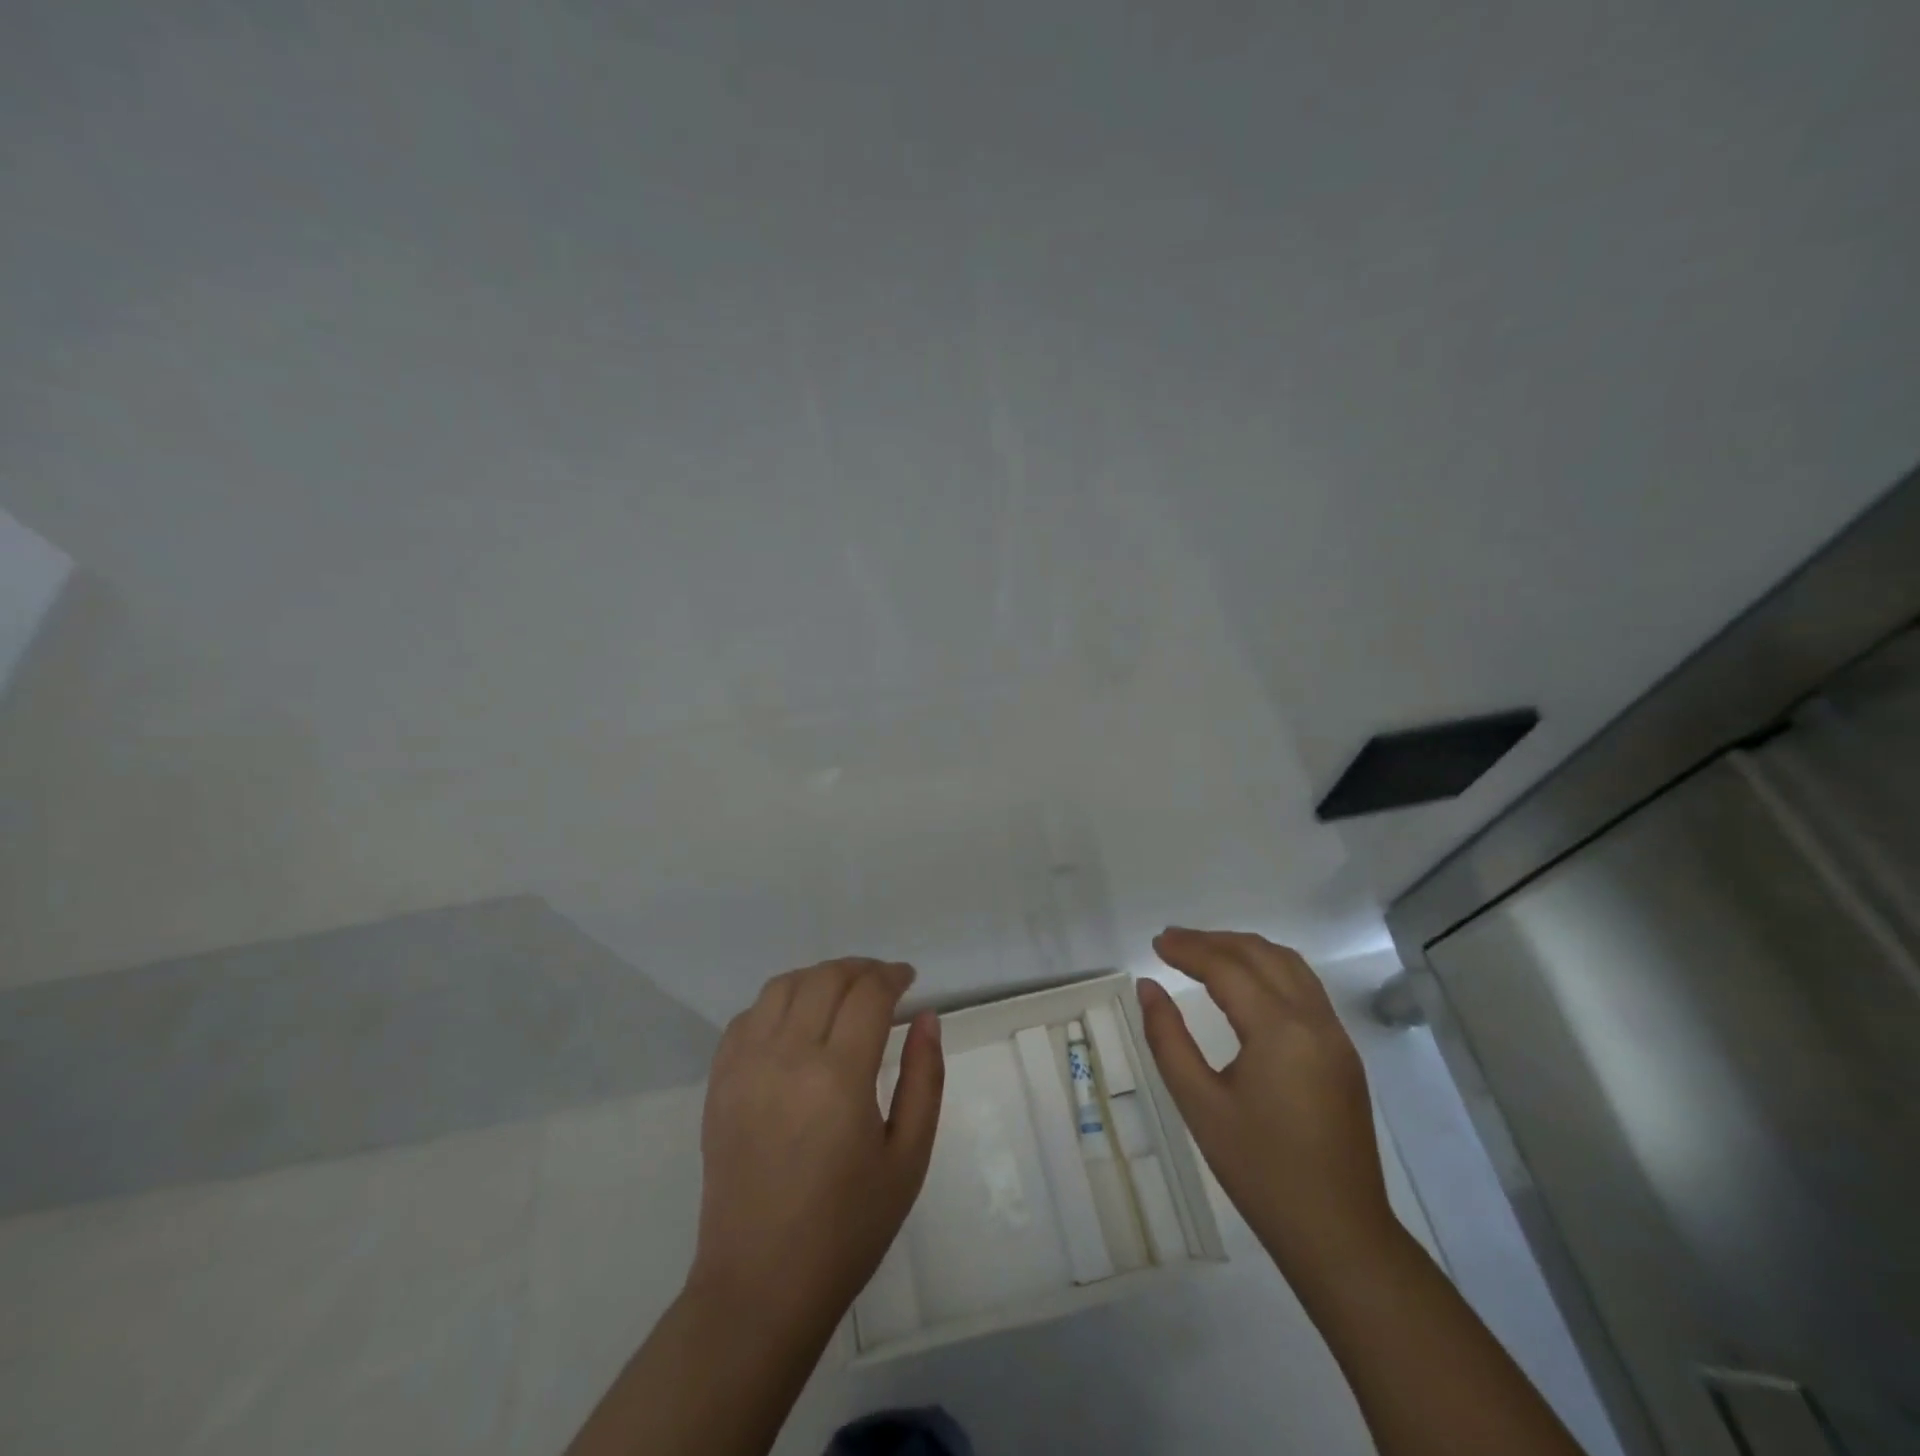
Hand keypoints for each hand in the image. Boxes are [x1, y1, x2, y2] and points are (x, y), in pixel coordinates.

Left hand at [689, 957, 944, 1335]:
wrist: (761, 1285)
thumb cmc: (847, 1227)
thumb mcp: (908, 1157)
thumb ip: (925, 1078)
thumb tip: (927, 1018)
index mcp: (838, 1077)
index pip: (868, 994)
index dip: (892, 976)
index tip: (908, 980)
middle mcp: (787, 1057)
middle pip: (825, 979)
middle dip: (860, 970)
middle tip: (882, 983)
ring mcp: (745, 1067)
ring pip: (783, 986)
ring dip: (819, 977)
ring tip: (842, 994)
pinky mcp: (719, 1083)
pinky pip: (748, 1017)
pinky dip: (778, 1002)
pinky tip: (797, 1022)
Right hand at [1137, 928, 1394, 1275]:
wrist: (1338, 1233)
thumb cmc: (1260, 1170)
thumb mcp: (1199, 1104)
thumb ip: (1168, 1039)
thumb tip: (1148, 988)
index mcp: (1280, 1030)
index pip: (1228, 968)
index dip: (1189, 949)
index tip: (1156, 942)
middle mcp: (1314, 1020)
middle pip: (1262, 955)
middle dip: (1214, 941)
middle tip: (1173, 941)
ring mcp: (1335, 1036)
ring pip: (1290, 965)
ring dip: (1245, 950)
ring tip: (1205, 953)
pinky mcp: (1343, 1053)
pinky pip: (1305, 988)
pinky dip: (1269, 969)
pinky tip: (1245, 984)